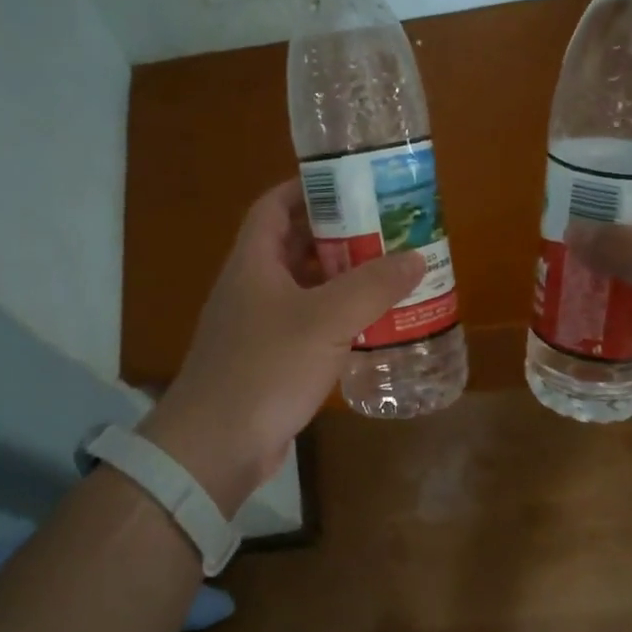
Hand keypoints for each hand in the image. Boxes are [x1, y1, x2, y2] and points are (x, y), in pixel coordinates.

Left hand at [140, 179, 424, 511]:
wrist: (216, 446)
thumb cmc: (266, 368)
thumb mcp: (325, 320)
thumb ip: (372, 286)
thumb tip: (415, 257)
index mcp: (254, 262)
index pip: (274, 206)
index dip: (307, 188)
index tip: (351, 184)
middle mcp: (252, 287)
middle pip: (294, 245)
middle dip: (338, 234)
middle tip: (385, 230)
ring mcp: (258, 325)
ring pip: (304, 288)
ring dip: (341, 279)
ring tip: (388, 273)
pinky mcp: (268, 360)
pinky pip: (307, 325)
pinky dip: (336, 318)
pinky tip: (371, 325)